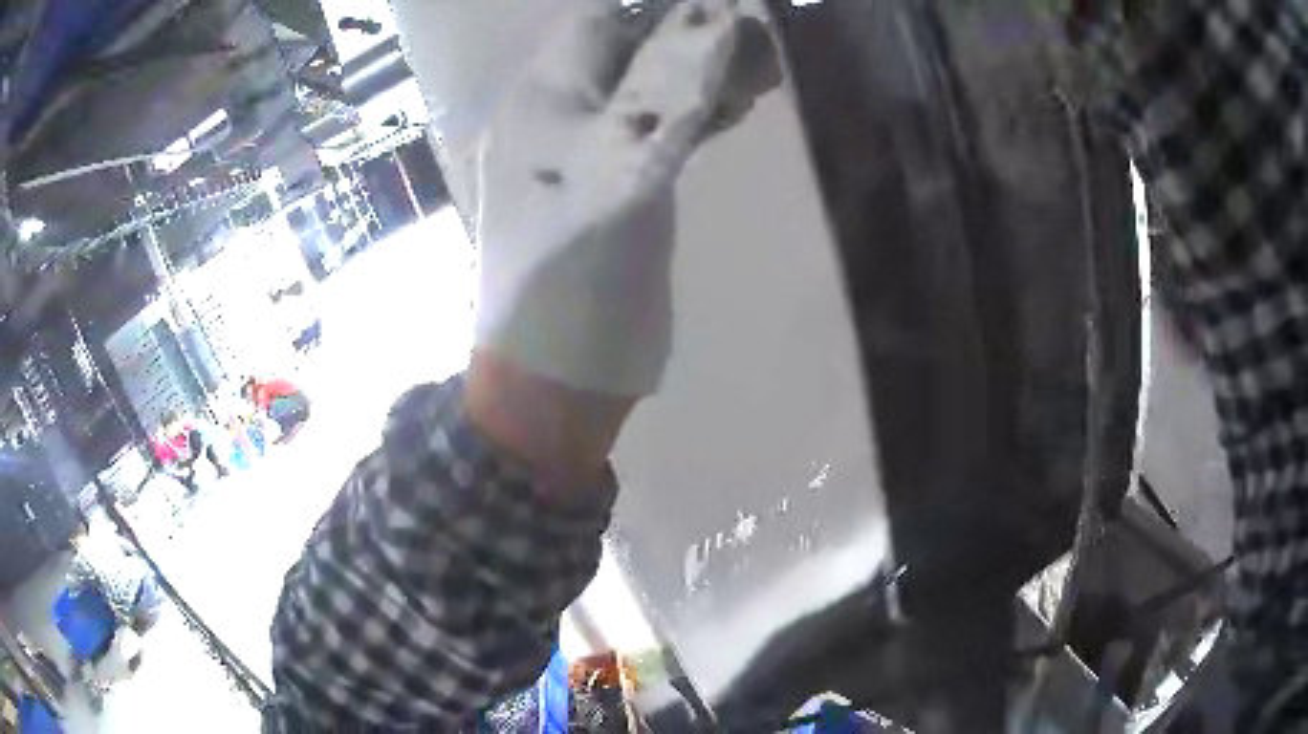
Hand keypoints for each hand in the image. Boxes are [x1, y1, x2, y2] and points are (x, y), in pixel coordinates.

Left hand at [473, 0, 777, 396]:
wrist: (558, 375)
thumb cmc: (579, 272)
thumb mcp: (626, 169)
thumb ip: (672, 89)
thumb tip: (723, 19)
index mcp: (539, 101)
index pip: (601, 25)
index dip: (666, 15)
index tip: (733, 23)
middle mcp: (551, 118)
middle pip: (623, 56)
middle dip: (690, 45)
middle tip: (758, 55)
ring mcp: (576, 156)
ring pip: (640, 93)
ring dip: (695, 79)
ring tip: (756, 82)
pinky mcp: (603, 190)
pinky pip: (646, 132)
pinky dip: (689, 117)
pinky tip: (729, 115)